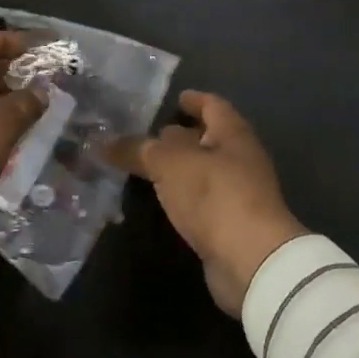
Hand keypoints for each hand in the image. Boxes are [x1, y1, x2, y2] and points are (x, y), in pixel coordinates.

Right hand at [112, 91, 306, 314]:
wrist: (252, 260)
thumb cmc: (214, 195)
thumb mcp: (169, 164)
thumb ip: (138, 150)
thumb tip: (106, 141)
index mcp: (233, 134)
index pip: (214, 105)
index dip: (195, 100)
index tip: (175, 98)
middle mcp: (241, 159)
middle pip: (210, 138)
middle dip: (183, 135)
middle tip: (149, 134)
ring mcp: (240, 193)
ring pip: (205, 171)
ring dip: (181, 168)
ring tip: (148, 167)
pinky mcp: (232, 224)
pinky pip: (203, 199)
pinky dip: (184, 195)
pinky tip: (163, 200)